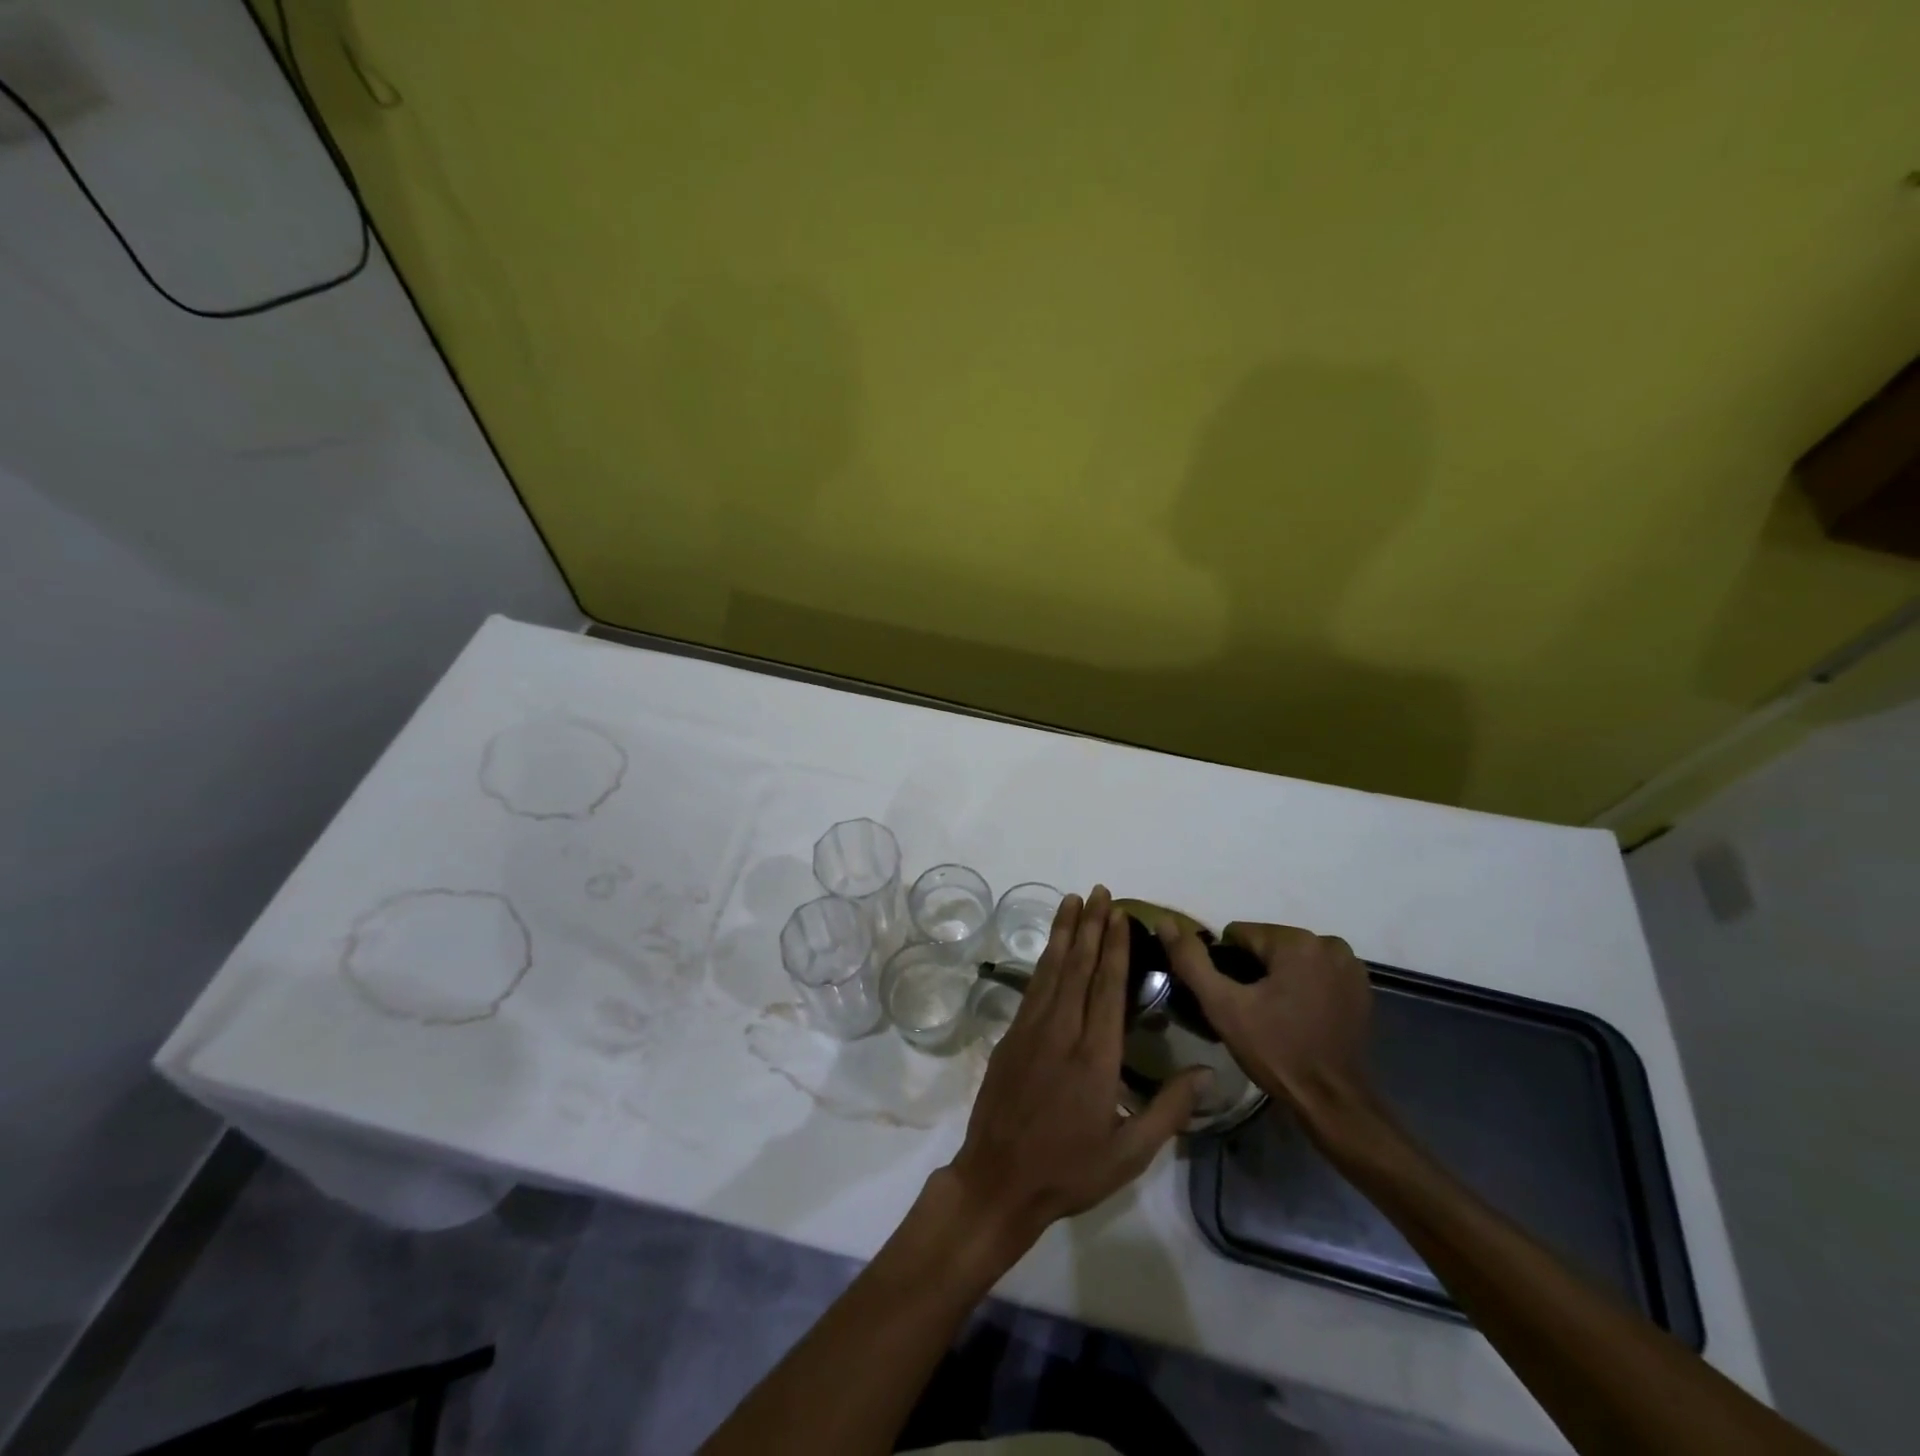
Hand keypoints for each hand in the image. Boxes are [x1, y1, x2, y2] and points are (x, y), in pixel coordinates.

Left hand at [941, 886, 1205, 1256]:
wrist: (998, 1179)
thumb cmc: (1070, 1170)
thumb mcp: (1130, 1153)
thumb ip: (1169, 1110)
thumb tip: (1208, 1072)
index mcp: (1095, 1056)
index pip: (1107, 987)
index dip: (1115, 947)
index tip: (1121, 914)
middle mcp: (1062, 1032)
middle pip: (1078, 967)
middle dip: (1090, 926)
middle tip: (1099, 891)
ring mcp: (1031, 1030)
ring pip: (1051, 970)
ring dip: (1064, 933)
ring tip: (1072, 901)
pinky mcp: (1011, 1036)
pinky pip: (1033, 987)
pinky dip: (1044, 960)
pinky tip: (1050, 948)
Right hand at [1159, 918, 1375, 1134]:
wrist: (1332, 1101)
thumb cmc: (1276, 1051)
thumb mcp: (1222, 1006)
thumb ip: (1191, 961)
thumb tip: (1164, 921)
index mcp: (1296, 941)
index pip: (1240, 935)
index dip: (1227, 966)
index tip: (1233, 1000)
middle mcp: (1328, 943)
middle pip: (1267, 945)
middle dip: (1254, 971)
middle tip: (1251, 1012)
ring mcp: (1349, 965)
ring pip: (1291, 958)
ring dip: (1278, 978)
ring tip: (1274, 1017)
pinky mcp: (1361, 987)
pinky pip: (1315, 973)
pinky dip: (1303, 986)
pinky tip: (1299, 1017)